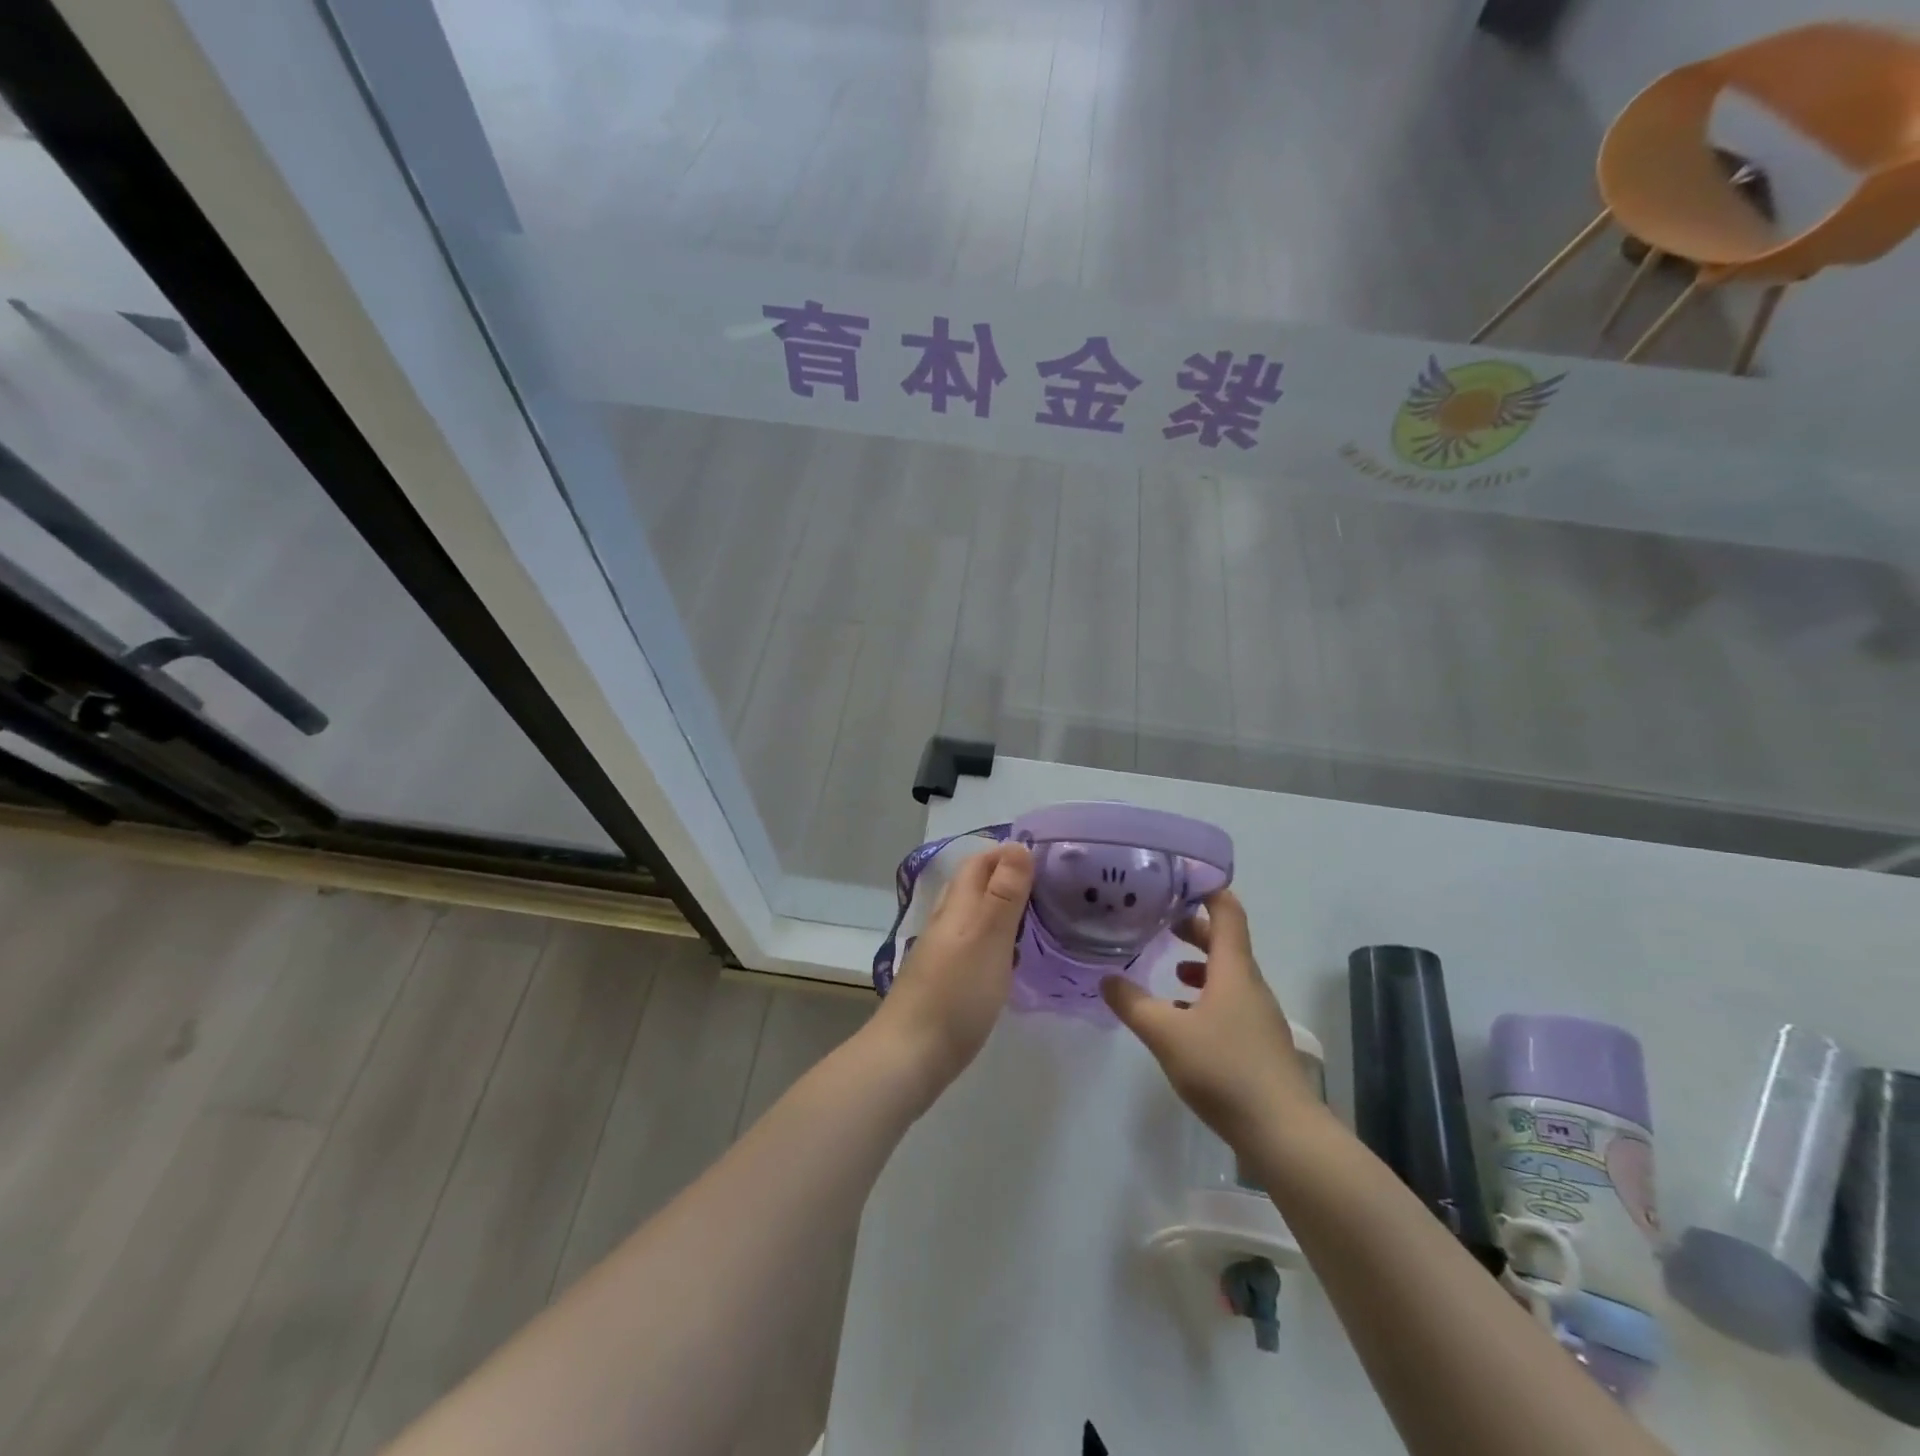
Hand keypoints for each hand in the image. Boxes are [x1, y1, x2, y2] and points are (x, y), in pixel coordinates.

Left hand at [868, 841, 1032, 1108]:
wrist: (909, 1056)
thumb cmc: (955, 994)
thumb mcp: (988, 939)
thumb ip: (1003, 894)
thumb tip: (1017, 846)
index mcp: (957, 905)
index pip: (980, 862)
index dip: (1009, 853)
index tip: (1049, 857)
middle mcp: (947, 921)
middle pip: (976, 885)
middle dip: (1010, 877)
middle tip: (1055, 887)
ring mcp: (943, 951)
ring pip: (976, 915)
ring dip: (1005, 908)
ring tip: (1044, 916)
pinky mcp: (946, 979)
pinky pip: (976, 943)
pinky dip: (998, 938)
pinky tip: (1015, 955)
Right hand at [1101, 890, 1318, 1149]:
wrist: (1284, 1134)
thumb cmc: (1225, 1070)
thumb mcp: (1166, 1034)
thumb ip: (1133, 1004)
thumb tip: (1106, 979)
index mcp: (1234, 970)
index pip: (1227, 911)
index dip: (1207, 888)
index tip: (1179, 876)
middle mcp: (1250, 985)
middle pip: (1226, 941)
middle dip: (1195, 926)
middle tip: (1161, 918)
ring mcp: (1258, 1015)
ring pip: (1227, 974)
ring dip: (1200, 963)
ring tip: (1168, 965)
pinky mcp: (1258, 1043)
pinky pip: (1229, 1003)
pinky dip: (1205, 996)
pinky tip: (1182, 1017)